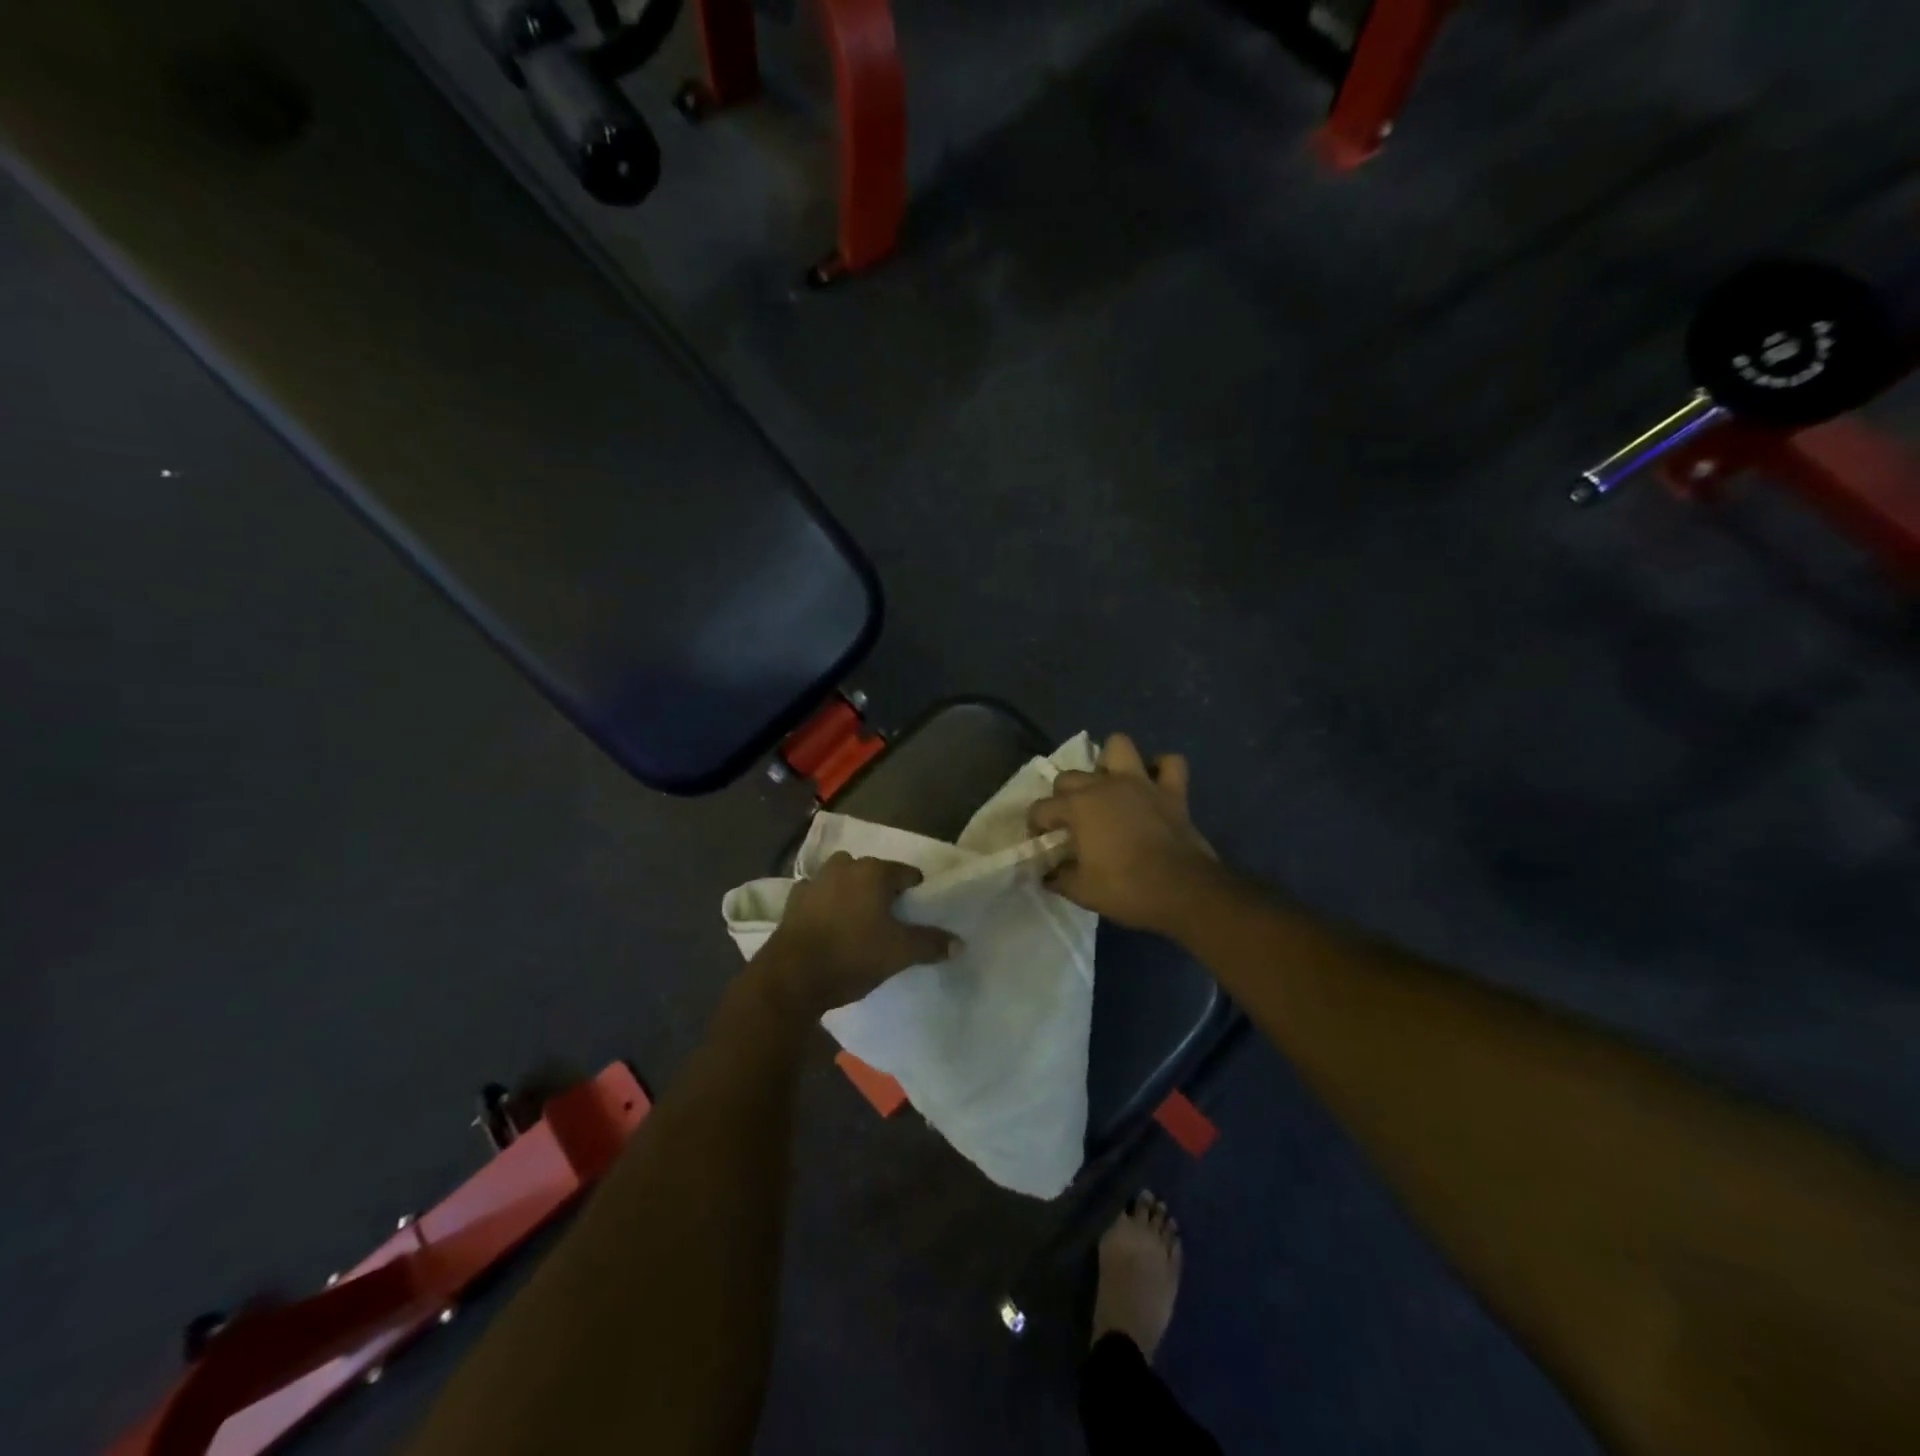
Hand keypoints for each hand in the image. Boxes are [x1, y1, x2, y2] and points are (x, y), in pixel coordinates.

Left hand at [755, 853, 958, 1017]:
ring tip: (859, 925)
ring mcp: (815, 880)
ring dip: (852, 895)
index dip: (916, 894)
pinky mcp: (793, 900)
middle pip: (874, 874)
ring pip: (844, 881)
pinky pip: (819, 896)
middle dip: (882, 892)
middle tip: (890, 922)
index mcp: (873, 871)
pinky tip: (829, 929)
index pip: (907, 874)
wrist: (791, 977)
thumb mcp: (899, 953)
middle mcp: (844, 866)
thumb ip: (931, 944)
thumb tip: (960, 943)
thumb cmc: (852, 956)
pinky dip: (826, 906)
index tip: (917, 916)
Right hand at [1028, 733, 1221, 935]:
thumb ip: (1058, 878)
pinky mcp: (1172, 791)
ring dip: (1110, 761)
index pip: (1041, 809)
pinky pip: (1170, 764)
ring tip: (1108, 784)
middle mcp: (1105, 785)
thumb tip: (1048, 874)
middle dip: (1062, 796)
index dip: (1035, 826)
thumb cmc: (1126, 889)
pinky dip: (1161, 769)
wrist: (1183, 892)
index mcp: (1078, 806)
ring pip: (1119, 746)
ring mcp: (1141, 783)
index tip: (1040, 843)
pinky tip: (1154, 783)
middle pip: (1069, 777)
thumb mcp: (1081, 891)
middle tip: (1071, 822)